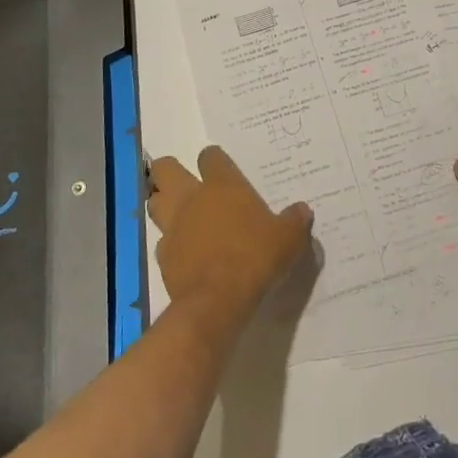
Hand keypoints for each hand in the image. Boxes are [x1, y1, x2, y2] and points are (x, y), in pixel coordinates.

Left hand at [148, 147, 312, 324]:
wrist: (218, 301)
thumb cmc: (255, 258)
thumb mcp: (288, 239)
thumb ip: (295, 221)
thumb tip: (303, 210)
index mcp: (222, 185)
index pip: (210, 156)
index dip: (214, 160)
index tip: (220, 168)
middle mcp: (192, 198)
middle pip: (165, 168)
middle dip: (169, 171)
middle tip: (184, 182)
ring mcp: (173, 225)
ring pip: (154, 202)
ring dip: (162, 204)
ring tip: (179, 214)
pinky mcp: (163, 255)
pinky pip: (162, 241)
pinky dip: (170, 244)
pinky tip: (184, 253)